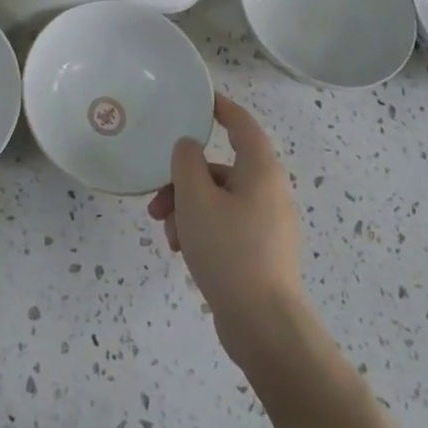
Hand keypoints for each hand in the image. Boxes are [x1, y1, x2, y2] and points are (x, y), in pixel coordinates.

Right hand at [147, 94, 306, 369]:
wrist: (265, 328)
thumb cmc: (229, 251)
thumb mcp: (195, 198)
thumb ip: (186, 161)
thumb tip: (189, 148)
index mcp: (261, 170)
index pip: (241, 123)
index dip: (220, 107)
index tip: (198, 100)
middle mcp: (270, 192)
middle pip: (221, 168)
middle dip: (184, 180)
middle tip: (157, 199)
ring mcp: (268, 225)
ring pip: (219, 200)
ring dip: (187, 209)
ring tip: (166, 235)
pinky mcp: (261, 254)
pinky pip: (226, 226)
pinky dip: (202, 230)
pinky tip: (181, 252)